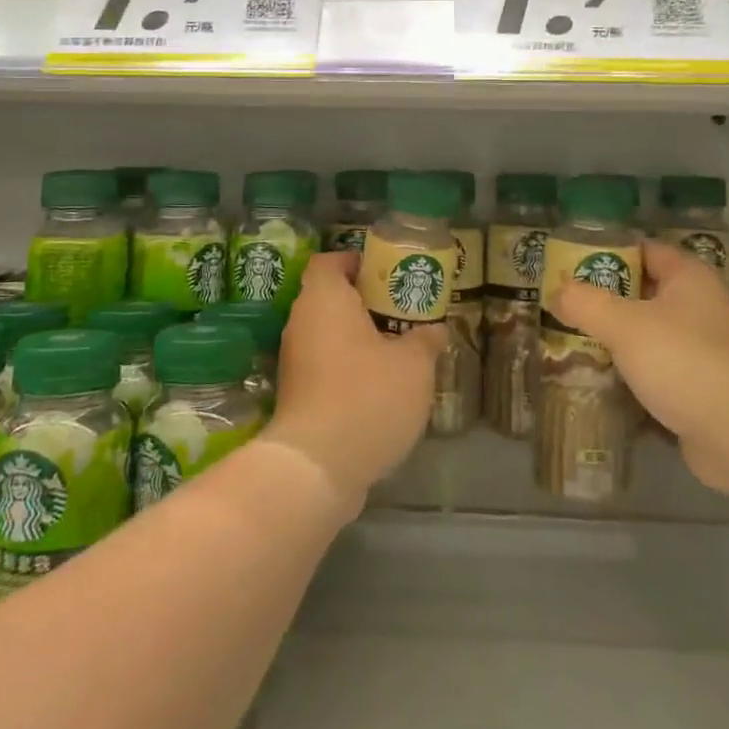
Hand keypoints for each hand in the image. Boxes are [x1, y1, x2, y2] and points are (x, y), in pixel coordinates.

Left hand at [268, 251, 442, 511]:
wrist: (317, 466)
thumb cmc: (367, 396)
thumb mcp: (414, 365)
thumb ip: (425, 340)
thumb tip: (434, 330)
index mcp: (324, 299)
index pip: (330, 261)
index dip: (357, 262)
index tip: (388, 275)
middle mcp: (301, 323)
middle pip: (330, 297)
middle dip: (366, 302)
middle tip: (404, 312)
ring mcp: (295, 361)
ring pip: (329, 334)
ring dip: (360, 338)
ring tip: (399, 349)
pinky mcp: (296, 394)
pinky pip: (325, 365)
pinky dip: (349, 367)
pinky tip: (381, 386)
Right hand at [548, 241, 728, 491]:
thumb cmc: (682, 360)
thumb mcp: (623, 325)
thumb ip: (585, 303)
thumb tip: (557, 291)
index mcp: (689, 277)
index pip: (644, 249)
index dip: (608, 251)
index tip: (570, 262)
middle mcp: (700, 305)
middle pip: (644, 291)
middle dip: (605, 297)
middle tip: (564, 303)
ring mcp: (703, 347)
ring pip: (649, 331)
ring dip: (616, 336)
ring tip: (573, 338)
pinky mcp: (700, 385)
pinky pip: (658, 366)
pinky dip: (632, 369)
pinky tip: (601, 376)